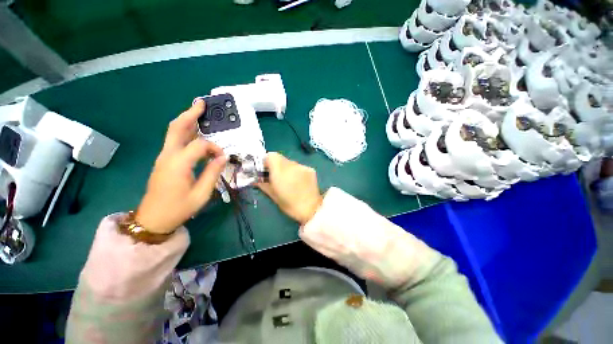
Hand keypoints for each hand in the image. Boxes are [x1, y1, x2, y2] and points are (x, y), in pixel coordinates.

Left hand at [135, 100, 226, 233]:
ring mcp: (164, 157)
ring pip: (174, 132)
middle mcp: (168, 156)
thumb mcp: (201, 194)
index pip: (200, 145)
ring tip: (199, 112)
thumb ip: (212, 173)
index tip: (223, 158)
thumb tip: (222, 157)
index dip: (214, 148)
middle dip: (190, 114)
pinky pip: (175, 141)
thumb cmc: (178, 208)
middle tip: (202, 103)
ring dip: (186, 120)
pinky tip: (194, 132)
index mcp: (178, 164)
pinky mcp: (164, 161)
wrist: (153, 219)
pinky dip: (185, 132)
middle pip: (177, 128)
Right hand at [257, 153, 322, 224]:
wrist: (311, 209)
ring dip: (286, 168)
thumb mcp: (273, 195)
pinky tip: (298, 181)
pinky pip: (299, 166)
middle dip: (276, 165)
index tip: (265, 171)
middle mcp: (291, 165)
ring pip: (290, 162)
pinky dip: (296, 171)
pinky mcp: (310, 169)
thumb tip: (255, 178)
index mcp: (280, 171)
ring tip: (288, 180)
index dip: (266, 161)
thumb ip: (262, 184)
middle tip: (276, 177)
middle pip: (280, 158)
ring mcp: (302, 166)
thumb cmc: (289, 205)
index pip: (270, 156)